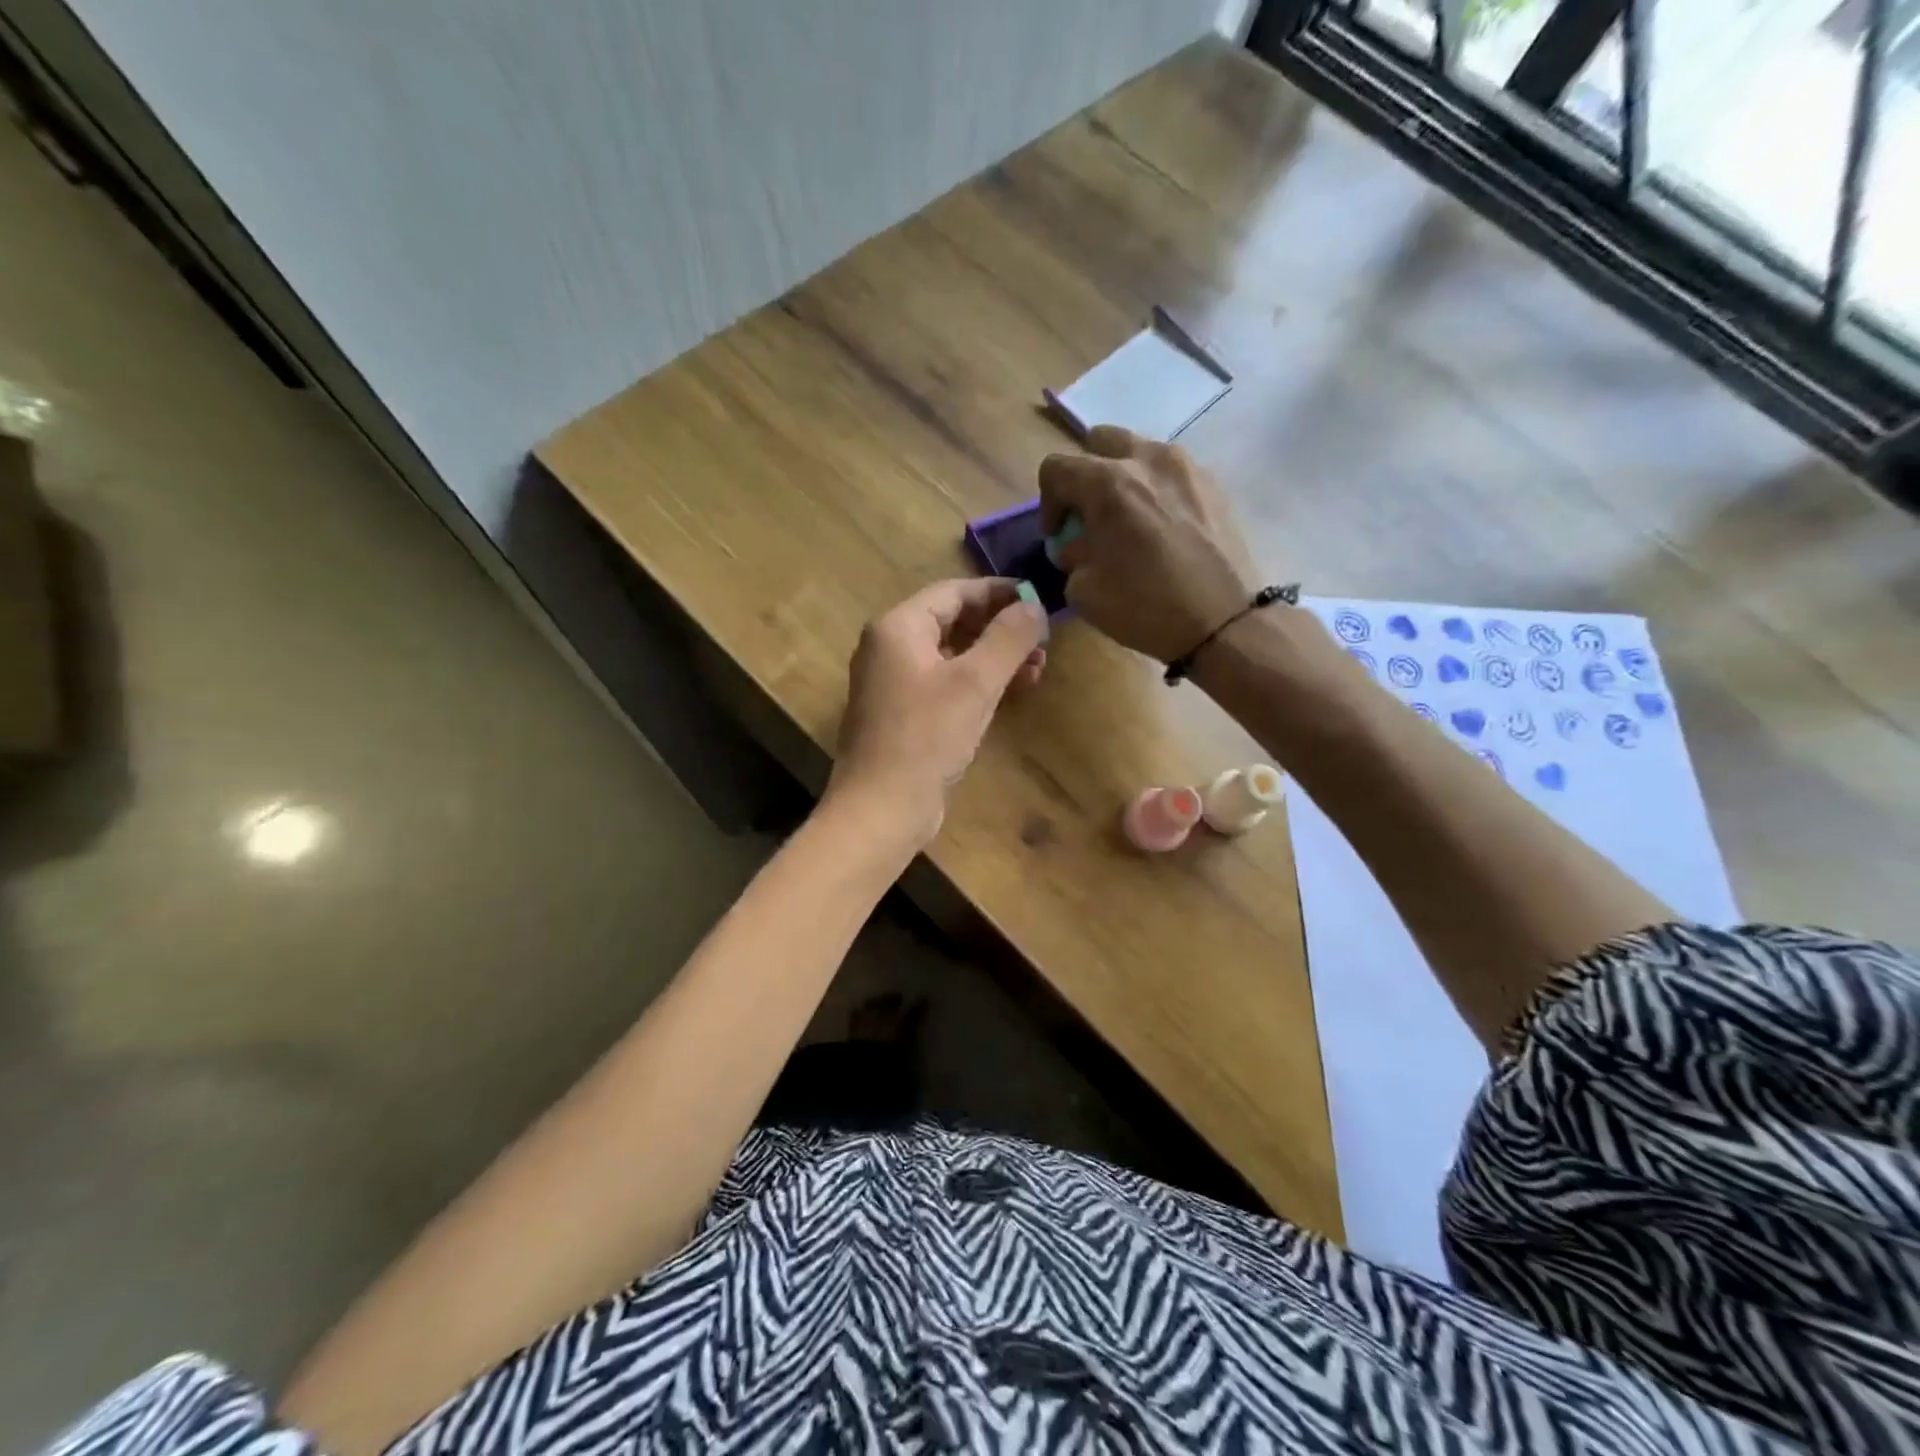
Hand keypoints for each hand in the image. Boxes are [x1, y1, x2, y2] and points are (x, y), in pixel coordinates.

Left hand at [827, 578, 1047, 844]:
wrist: (882, 808)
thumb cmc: (927, 738)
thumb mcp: (975, 683)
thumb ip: (1008, 637)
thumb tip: (1034, 605)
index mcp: (898, 627)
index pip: (954, 592)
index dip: (1000, 592)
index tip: (1039, 600)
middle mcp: (889, 647)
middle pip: (953, 621)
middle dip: (1000, 629)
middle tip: (1044, 642)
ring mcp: (893, 683)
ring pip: (951, 655)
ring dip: (993, 658)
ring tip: (1037, 670)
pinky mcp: (902, 714)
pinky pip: (944, 683)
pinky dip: (976, 683)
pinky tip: (1008, 694)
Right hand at [1039, 426, 1257, 663]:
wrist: (1224, 622)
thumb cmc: (1146, 607)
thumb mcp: (1084, 591)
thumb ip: (1072, 556)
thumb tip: (1079, 546)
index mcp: (1108, 483)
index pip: (1056, 468)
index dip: (1048, 503)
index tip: (1057, 535)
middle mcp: (1147, 460)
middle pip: (1100, 442)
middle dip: (1086, 476)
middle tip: (1091, 516)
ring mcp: (1187, 467)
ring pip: (1141, 453)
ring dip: (1125, 480)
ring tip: (1131, 521)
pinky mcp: (1215, 484)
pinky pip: (1173, 474)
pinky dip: (1158, 492)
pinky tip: (1164, 530)